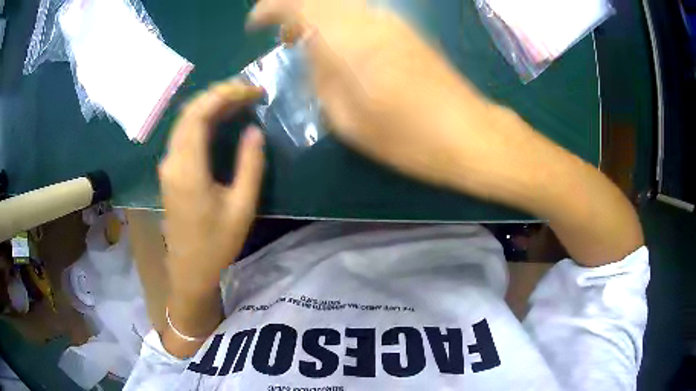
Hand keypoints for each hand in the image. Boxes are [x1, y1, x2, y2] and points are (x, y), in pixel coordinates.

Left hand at [159, 81, 264, 295]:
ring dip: (210, 105)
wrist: (189, 270)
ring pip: (185, 120)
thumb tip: (254, 130)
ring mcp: (168, 165)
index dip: (226, 95)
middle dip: (219, 94)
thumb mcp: (242, 207)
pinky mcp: (170, 171)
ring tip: (240, 101)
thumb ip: (250, 165)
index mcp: (188, 168)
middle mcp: (172, 160)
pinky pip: (184, 134)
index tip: (253, 92)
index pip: (200, 113)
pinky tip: (220, 120)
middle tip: (249, 92)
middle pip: (189, 111)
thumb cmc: (216, 244)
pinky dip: (202, 119)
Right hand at [247, 0, 494, 188]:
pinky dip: (339, 21)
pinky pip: (361, 13)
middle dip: (293, 11)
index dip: (270, 9)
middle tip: (283, 37)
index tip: (254, 25)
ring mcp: (392, 22)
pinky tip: (339, 45)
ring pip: (341, 4)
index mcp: (348, 39)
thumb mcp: (347, 118)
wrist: (467, 132)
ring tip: (306, 42)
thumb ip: (320, 76)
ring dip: (317, 16)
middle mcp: (369, 19)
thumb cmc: (406, 136)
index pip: (299, 4)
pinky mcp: (406, 30)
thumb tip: (311, 52)